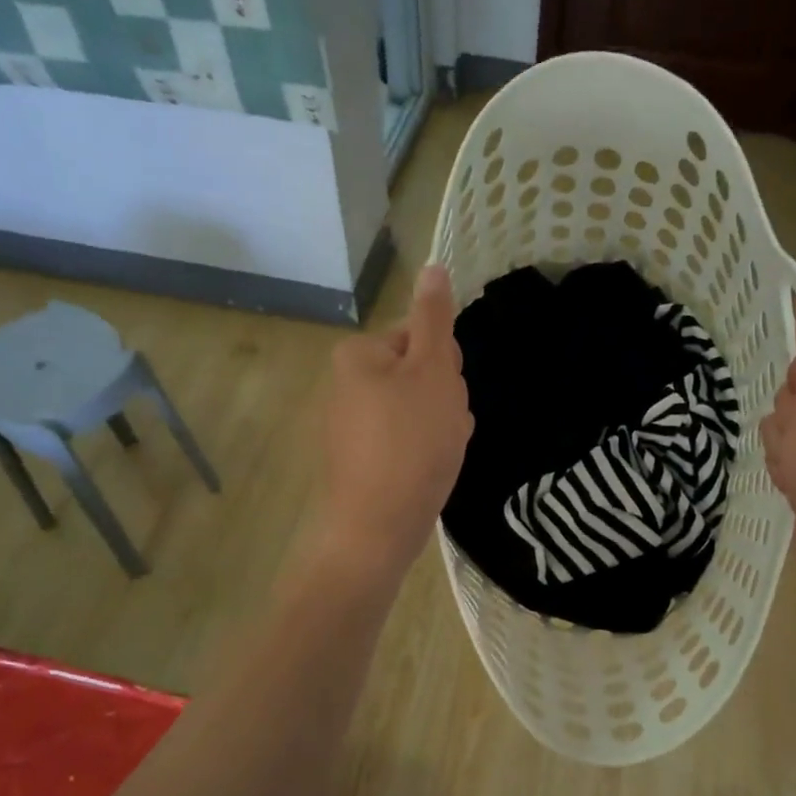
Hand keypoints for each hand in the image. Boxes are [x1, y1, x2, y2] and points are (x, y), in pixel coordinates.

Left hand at [313, 264, 472, 586]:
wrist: (377, 528)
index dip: (446, 364)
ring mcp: (351, 426)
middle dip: (444, 397)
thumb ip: (434, 318)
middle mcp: (347, 385)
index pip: (420, 337)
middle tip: (448, 426)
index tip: (449, 393)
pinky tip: (430, 470)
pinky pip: (404, 441)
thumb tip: (432, 267)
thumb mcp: (432, 370)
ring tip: (441, 453)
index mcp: (358, 355)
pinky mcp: (360, 461)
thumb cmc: (411, 442)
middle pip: (418, 374)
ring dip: (441, 426)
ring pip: (417, 411)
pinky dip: (423, 451)